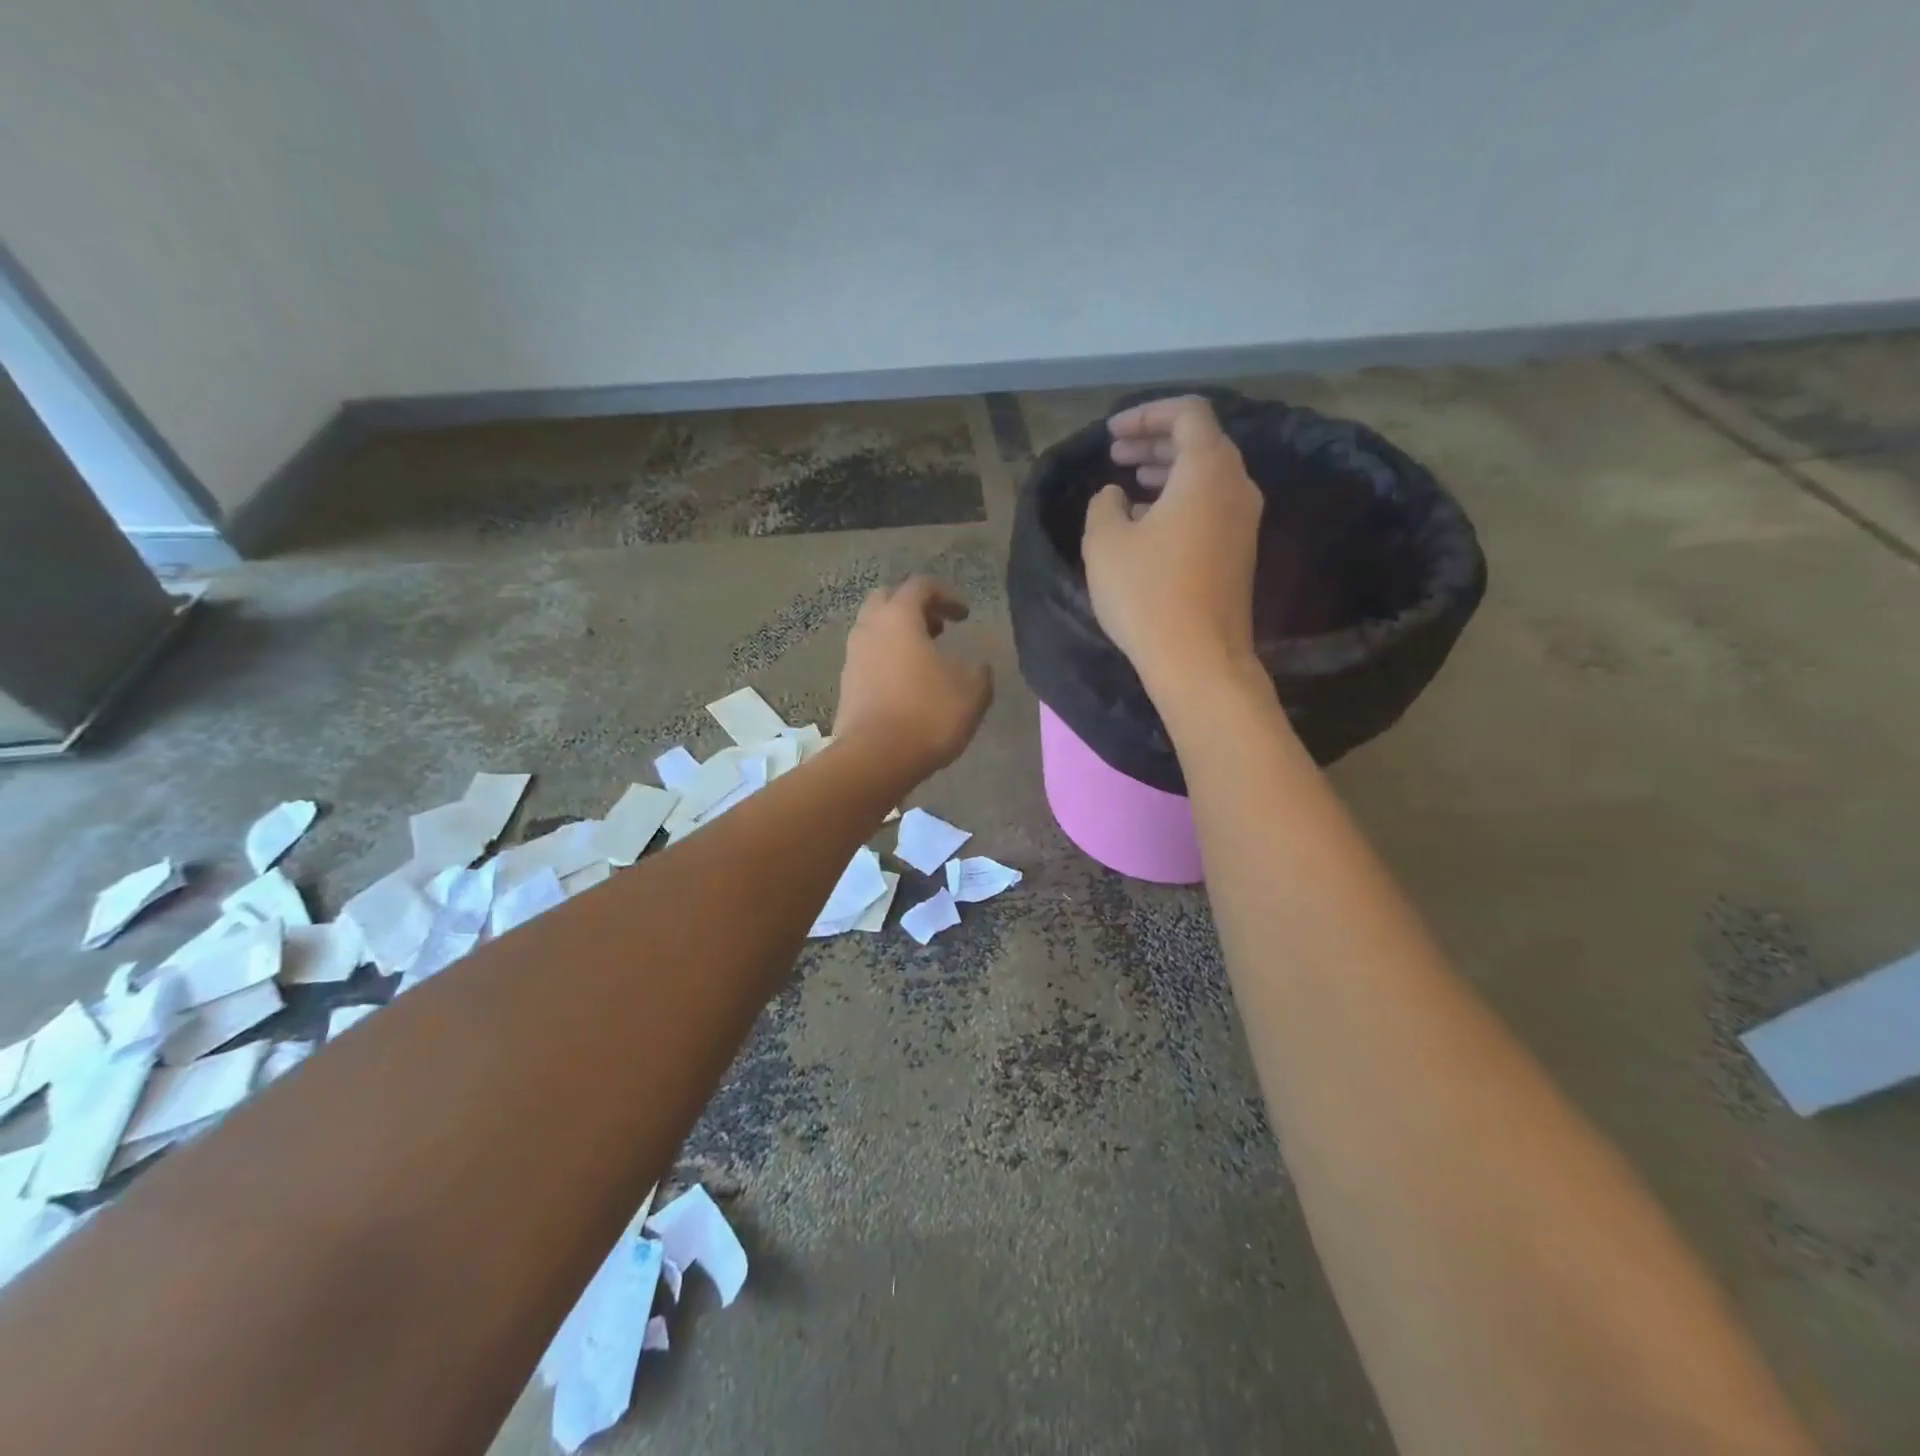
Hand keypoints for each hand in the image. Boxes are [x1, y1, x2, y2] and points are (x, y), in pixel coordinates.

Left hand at [834, 576, 993, 778]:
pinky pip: (868, 659)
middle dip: (914, 607)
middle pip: (887, 600)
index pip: (921, 586)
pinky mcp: (846, 686)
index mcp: (899, 618)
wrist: (875, 758)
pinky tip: (907, 684)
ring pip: (874, 630)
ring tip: (925, 657)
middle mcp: (869, 629)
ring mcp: (852, 658)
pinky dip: (887, 659)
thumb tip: (977, 666)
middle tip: (938, 627)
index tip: (965, 615)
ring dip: (899, 635)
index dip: (947, 594)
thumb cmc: (928, 714)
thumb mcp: (972, 691)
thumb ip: (979, 671)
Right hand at [1082, 396, 1264, 693]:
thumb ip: (1104, 504)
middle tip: (1116, 456)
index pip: (1187, 413)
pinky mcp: (1240, 553)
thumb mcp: (1104, 542)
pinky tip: (1147, 524)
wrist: (1198, 658)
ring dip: (1166, 473)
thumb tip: (1116, 497)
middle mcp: (1237, 486)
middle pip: (1200, 443)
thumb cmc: (1146, 593)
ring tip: (1128, 485)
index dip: (1147, 414)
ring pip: (1206, 477)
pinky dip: (1179, 500)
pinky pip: (1211, 507)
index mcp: (1208, 470)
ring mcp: (1244, 522)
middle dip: (1155, 442)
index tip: (1112, 434)